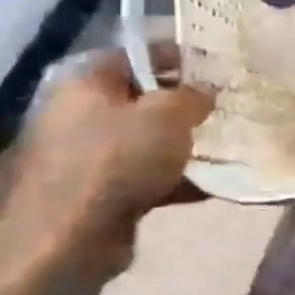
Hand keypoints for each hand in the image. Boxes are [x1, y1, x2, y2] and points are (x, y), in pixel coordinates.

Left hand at [7, 46, 214, 275]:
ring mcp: (87, 157)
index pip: (138, 55)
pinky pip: (146, 177)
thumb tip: (204, 93)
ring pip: (147, 142)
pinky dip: (175, 180)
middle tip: (225, 110)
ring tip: (225, 149)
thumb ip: (193, 96)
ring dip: (183, 147)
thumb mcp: (169, 115)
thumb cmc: (118, 160)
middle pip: (143, 100)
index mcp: (87, 82)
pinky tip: (210, 187)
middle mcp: (80, 114)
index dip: (179, 58)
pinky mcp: (98, 194)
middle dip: (185, 106)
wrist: (69, 239)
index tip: (217, 69)